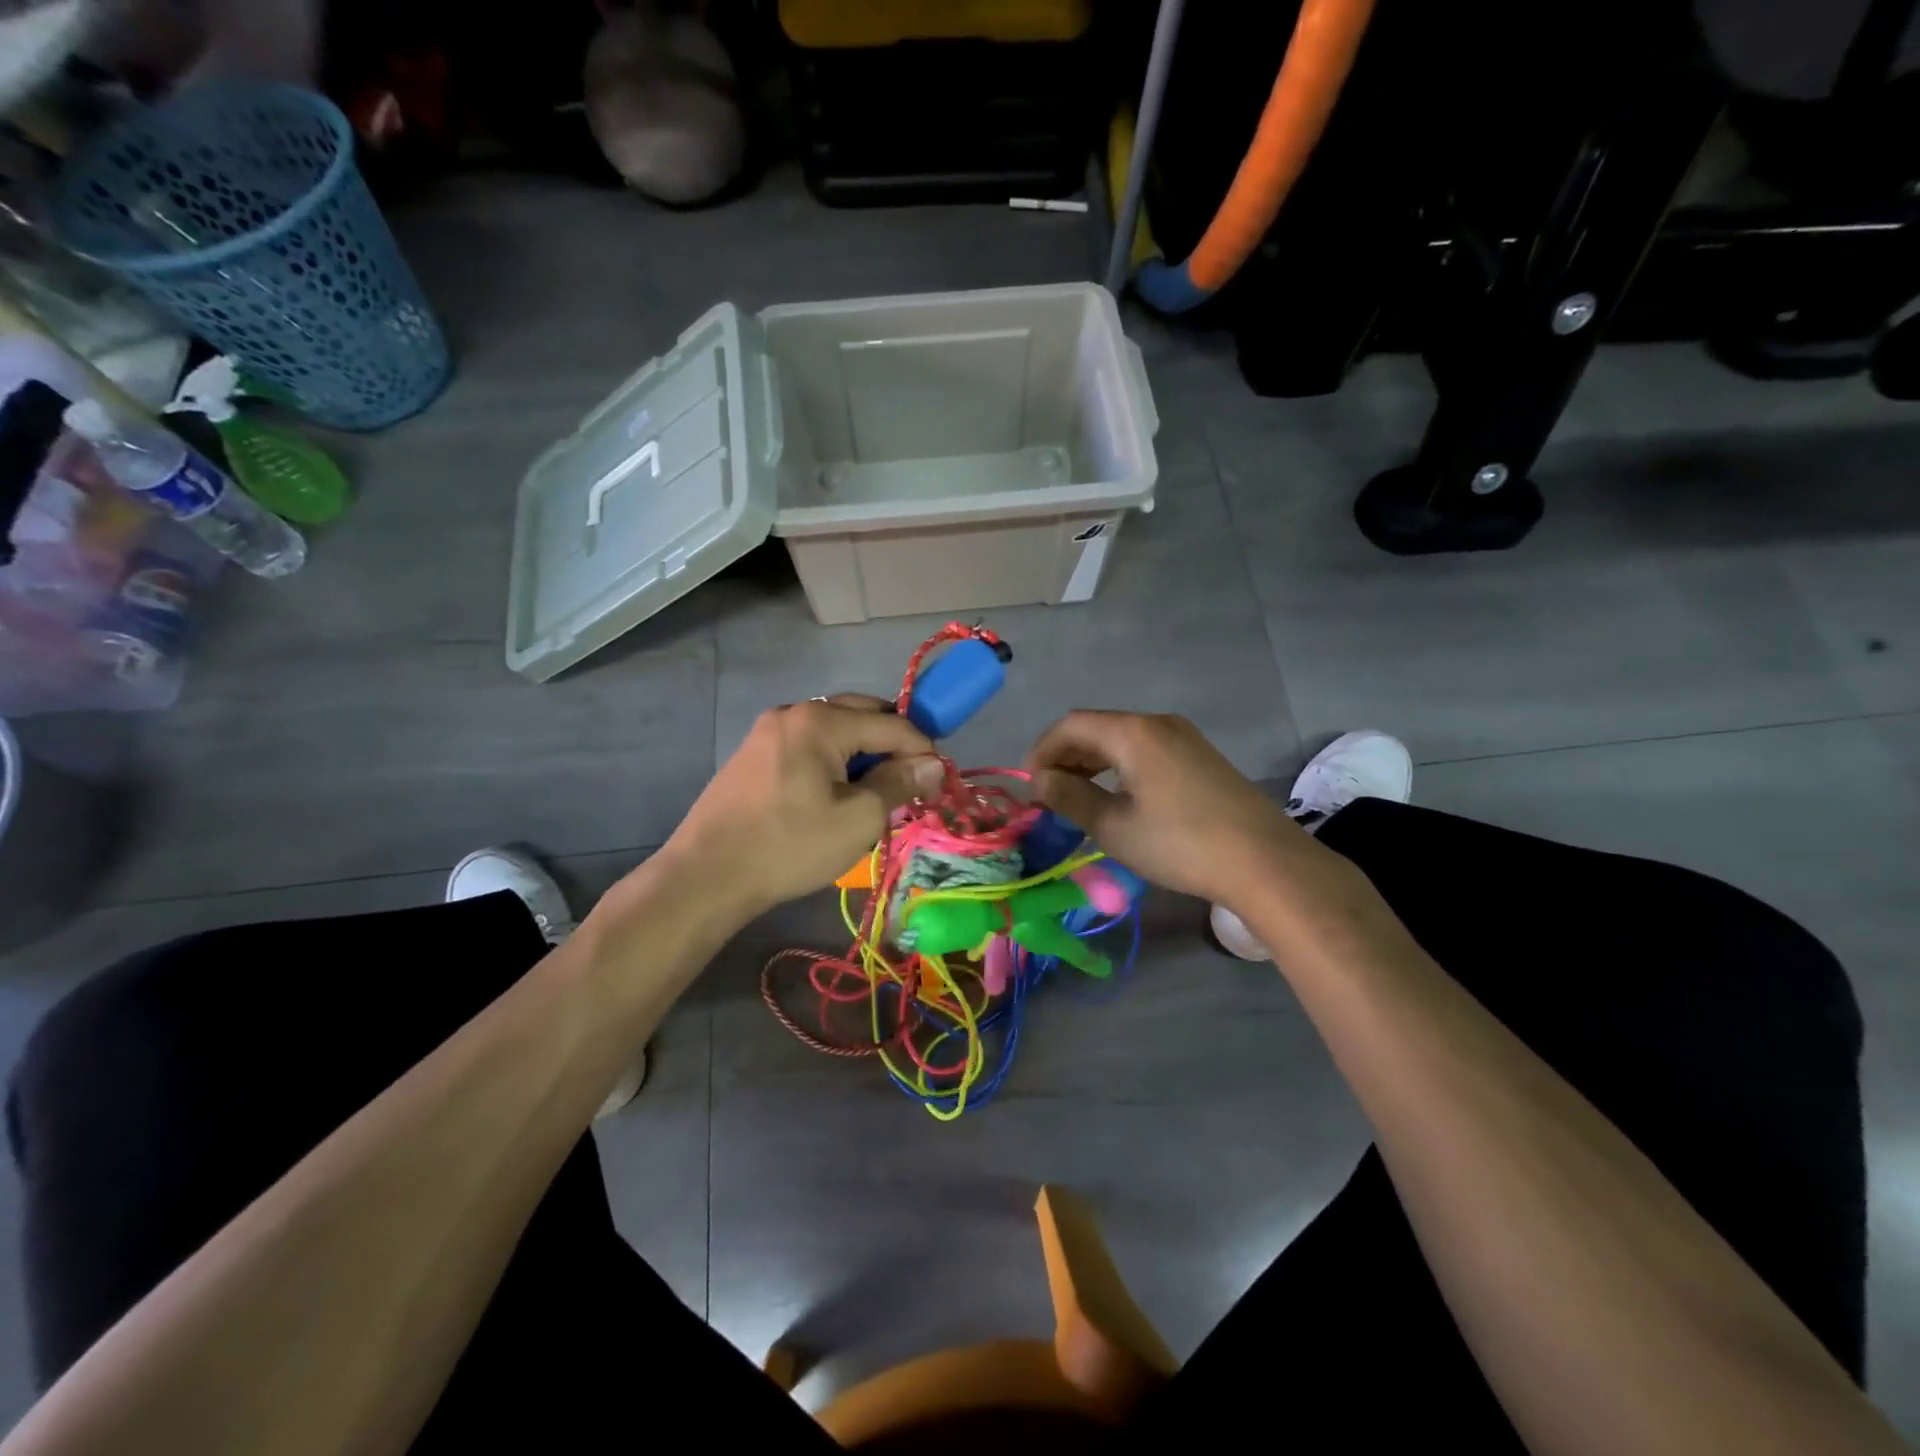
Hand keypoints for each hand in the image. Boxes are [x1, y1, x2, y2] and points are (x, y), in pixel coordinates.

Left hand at [665, 696, 942, 918]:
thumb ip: (899, 784)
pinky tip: (836, 795)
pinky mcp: (754, 754)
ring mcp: (769, 731)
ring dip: (863, 754)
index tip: (939, 781)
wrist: (706, 876)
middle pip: (862, 715)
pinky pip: (809, 746)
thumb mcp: (857, 819)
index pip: (891, 724)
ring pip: (835, 731)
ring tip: (876, 793)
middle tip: (910, 783)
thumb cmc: (789, 846)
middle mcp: (794, 712)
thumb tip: (933, 764)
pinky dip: (834, 762)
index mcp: (821, 720)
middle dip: (893, 745)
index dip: (923, 750)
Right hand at [1025, 711, 1307, 904]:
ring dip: (1092, 762)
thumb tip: (1040, 781)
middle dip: (1066, 756)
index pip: (1071, 725)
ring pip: (1121, 738)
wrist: (1264, 862)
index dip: (1043, 750)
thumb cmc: (1180, 844)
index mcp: (1133, 732)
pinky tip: (1117, 796)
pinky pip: (1145, 749)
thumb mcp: (1115, 827)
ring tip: (1077, 797)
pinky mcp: (1200, 756)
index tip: (1031, 786)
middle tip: (1050, 794)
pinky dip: (1119, 766)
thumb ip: (1071, 798)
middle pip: (1096, 728)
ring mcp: (1183, 737)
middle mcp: (1157, 723)